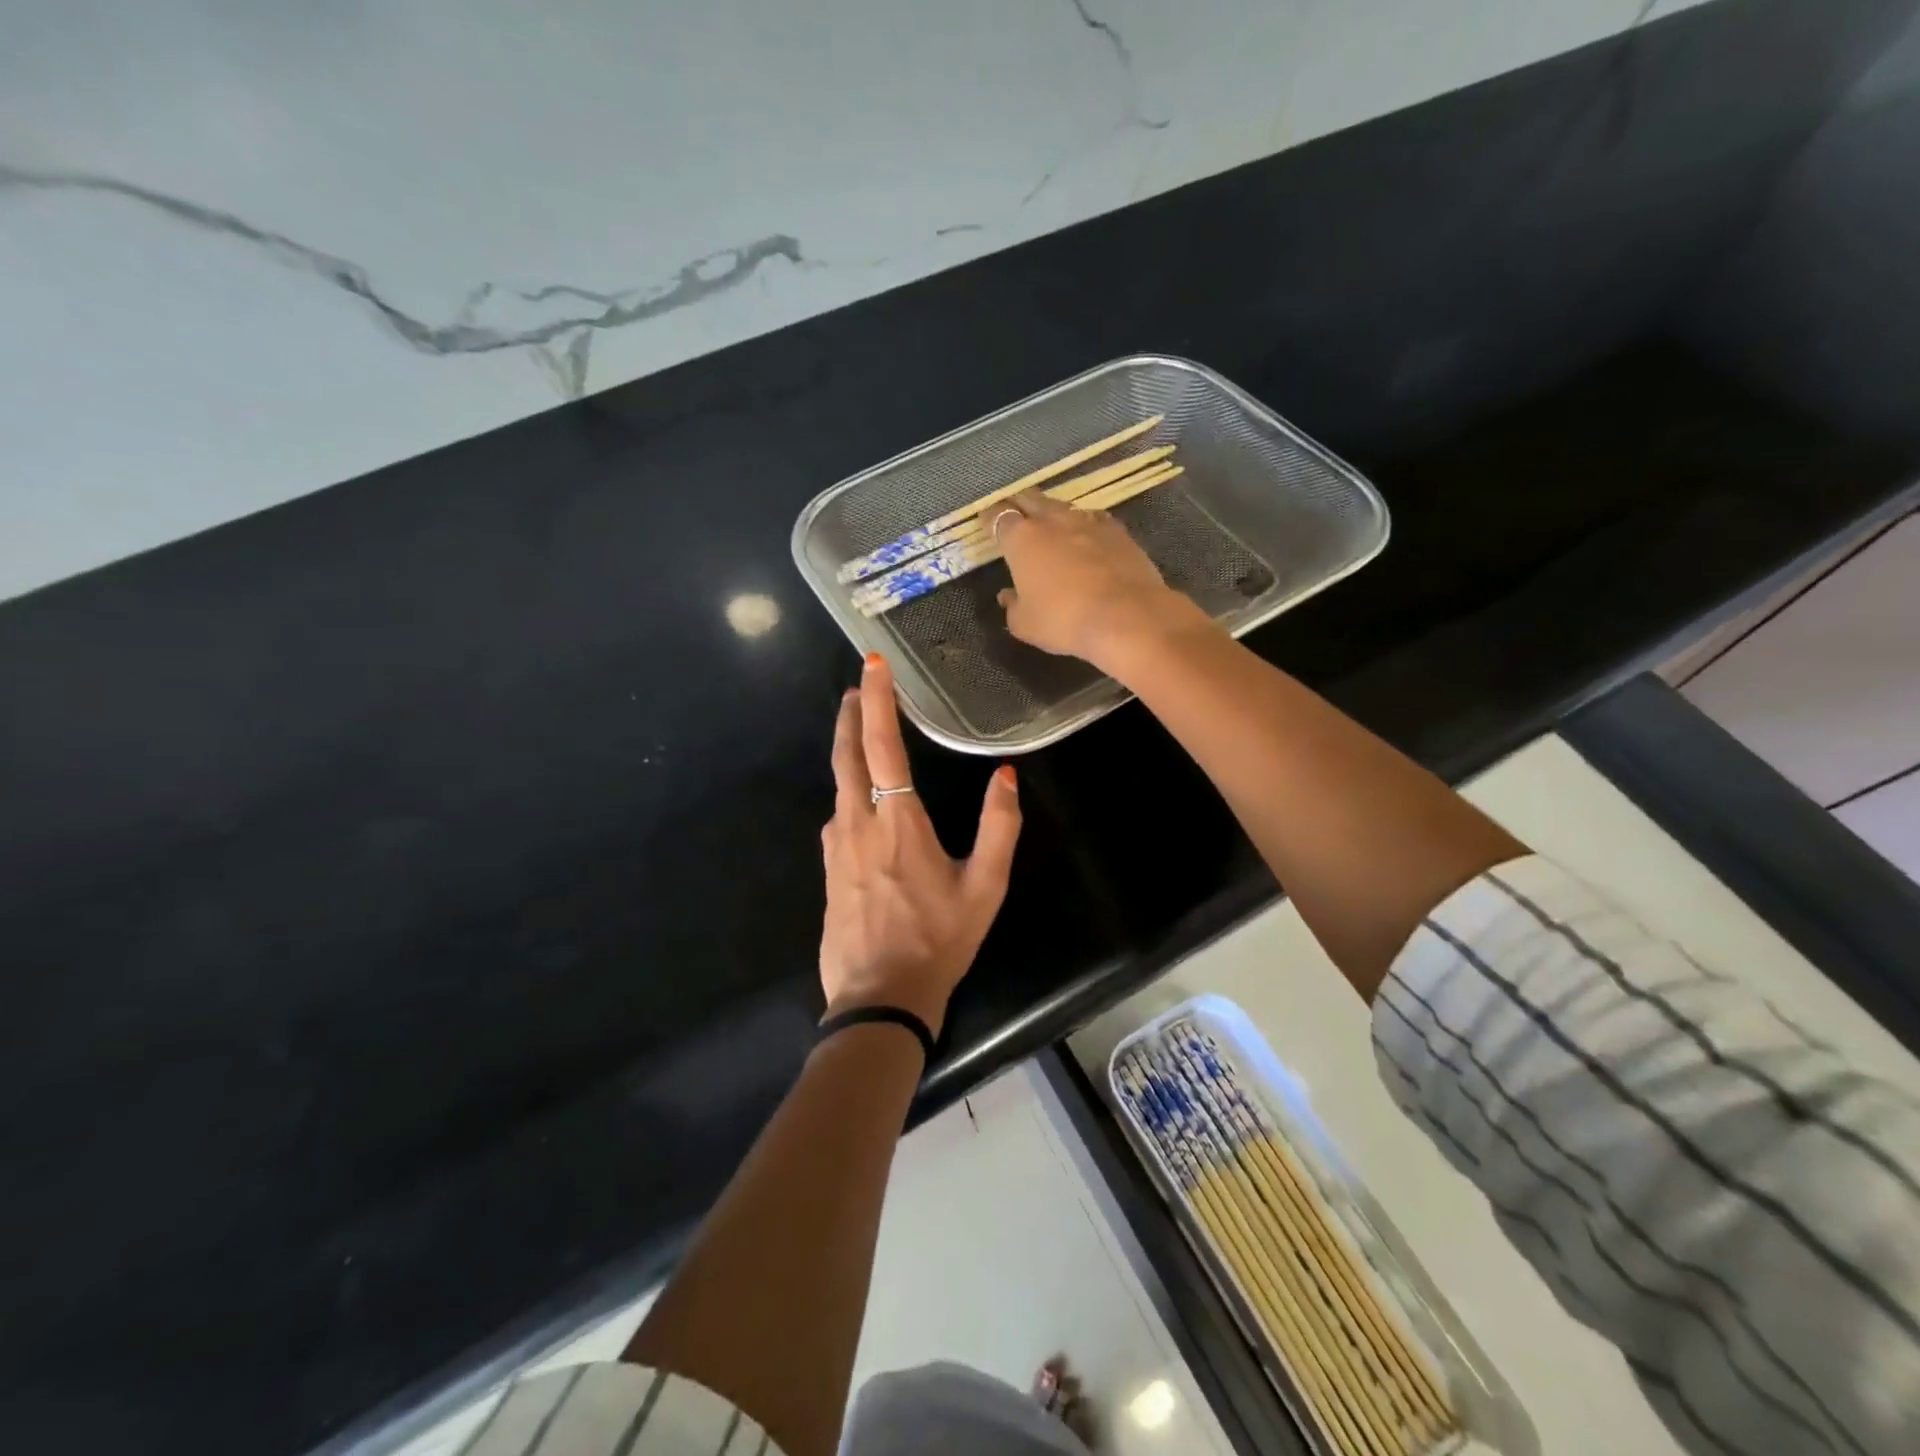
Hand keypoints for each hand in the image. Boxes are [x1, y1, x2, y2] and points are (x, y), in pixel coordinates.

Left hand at [819, 654, 1021, 1041]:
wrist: (879, 997)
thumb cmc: (938, 940)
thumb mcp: (985, 887)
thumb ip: (998, 827)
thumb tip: (1005, 775)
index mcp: (897, 821)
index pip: (881, 745)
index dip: (876, 700)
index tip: (871, 664)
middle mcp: (856, 822)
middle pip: (846, 754)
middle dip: (851, 714)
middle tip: (858, 687)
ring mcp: (834, 846)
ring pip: (837, 784)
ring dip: (848, 750)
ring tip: (862, 732)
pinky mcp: (826, 868)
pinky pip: (837, 815)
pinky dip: (848, 789)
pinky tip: (861, 800)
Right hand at [992, 488, 1211, 672]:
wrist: (1126, 617)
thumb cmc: (1064, 621)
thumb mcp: (1025, 624)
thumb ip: (1012, 606)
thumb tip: (1008, 595)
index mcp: (1022, 539)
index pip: (999, 516)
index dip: (991, 518)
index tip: (986, 522)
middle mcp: (1052, 521)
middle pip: (1030, 499)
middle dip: (1019, 504)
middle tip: (1015, 515)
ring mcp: (1088, 522)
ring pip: (1062, 507)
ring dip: (1052, 513)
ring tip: (1049, 524)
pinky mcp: (1118, 531)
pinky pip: (1093, 519)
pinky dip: (1084, 525)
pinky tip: (1086, 536)